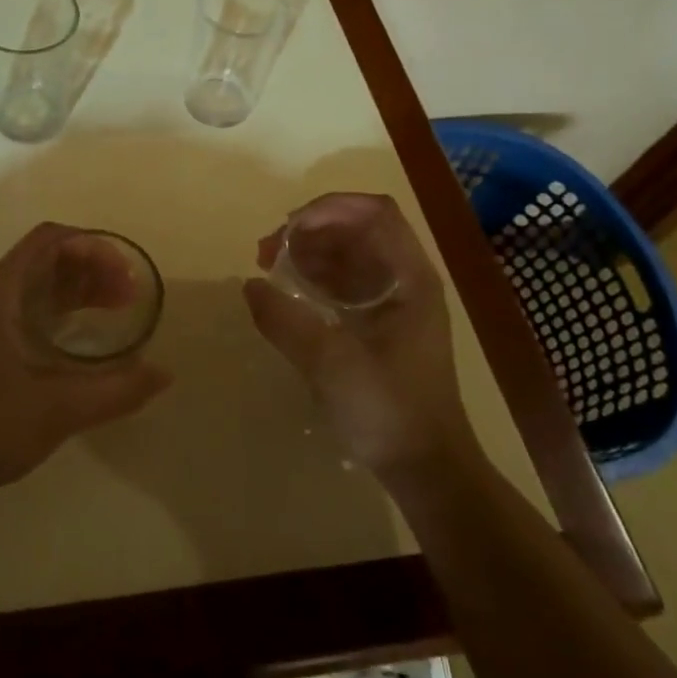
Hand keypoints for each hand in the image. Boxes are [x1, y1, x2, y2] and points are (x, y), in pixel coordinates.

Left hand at [0, 224, 171, 499]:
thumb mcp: (59, 408)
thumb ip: (116, 390)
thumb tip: (165, 374)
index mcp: (1, 291)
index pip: (50, 240)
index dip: (92, 246)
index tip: (125, 273)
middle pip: (48, 258)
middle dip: (93, 267)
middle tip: (131, 295)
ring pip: (40, 285)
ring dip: (80, 289)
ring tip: (120, 309)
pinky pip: (32, 309)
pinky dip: (64, 311)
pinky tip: (87, 335)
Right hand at [242, 193, 470, 471]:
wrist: (426, 469)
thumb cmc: (388, 409)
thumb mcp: (329, 362)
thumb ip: (284, 319)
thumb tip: (250, 285)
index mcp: (410, 278)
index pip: (374, 212)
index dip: (328, 208)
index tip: (288, 229)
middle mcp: (406, 280)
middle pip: (357, 228)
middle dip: (309, 229)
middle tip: (266, 251)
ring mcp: (395, 302)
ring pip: (348, 254)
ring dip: (308, 251)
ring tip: (269, 267)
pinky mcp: (381, 324)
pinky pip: (345, 282)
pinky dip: (315, 276)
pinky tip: (288, 292)